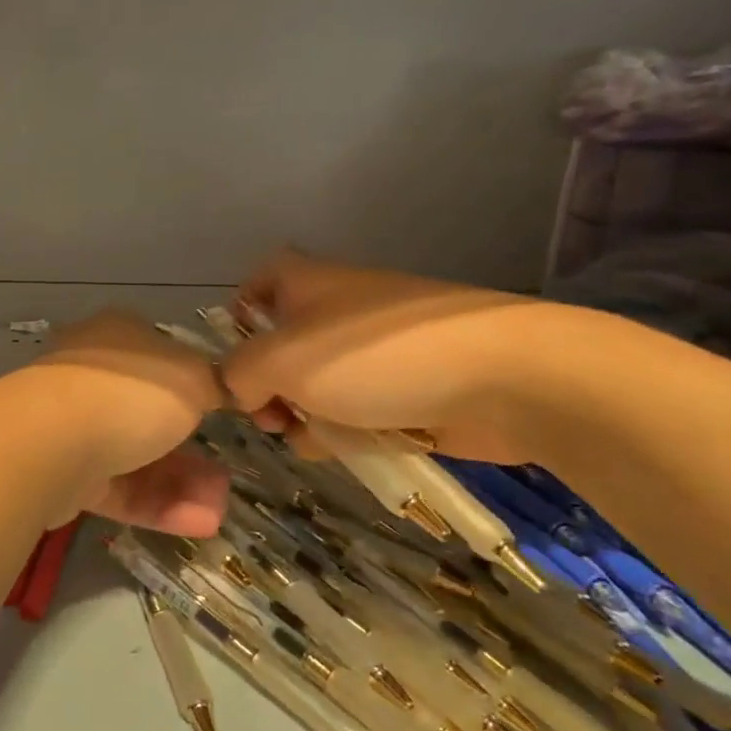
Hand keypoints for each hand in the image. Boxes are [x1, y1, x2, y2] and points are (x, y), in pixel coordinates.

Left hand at [27, 310, 228, 536]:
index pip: (160, 354)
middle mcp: (93, 375)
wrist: (51, 441)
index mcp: (118, 336)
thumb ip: (215, 384)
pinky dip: (157, 505)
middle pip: (149, 413)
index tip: (221, 411)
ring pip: (136, 456)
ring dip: (181, 483)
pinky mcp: (64, 472)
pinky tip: (199, 524)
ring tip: (218, 511)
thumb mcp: (193, 378)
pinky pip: (119, 488)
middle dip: (192, 449)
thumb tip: (220, 388)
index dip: (193, 382)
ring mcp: (74, 424)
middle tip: (226, 477)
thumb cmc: (130, 392)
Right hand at [221, 248, 558, 462]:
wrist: (500, 377)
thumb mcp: (281, 359)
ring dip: (302, 415)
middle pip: (280, 345)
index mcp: (306, 284)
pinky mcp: (406, 389)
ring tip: (308, 437)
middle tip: (267, 416)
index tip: (230, 359)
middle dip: (265, 386)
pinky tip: (346, 448)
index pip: (258, 282)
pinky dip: (345, 430)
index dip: (237, 315)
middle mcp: (336, 311)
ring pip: (316, 385)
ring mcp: (374, 352)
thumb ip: (237, 374)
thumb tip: (239, 392)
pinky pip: (356, 410)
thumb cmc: (374, 355)